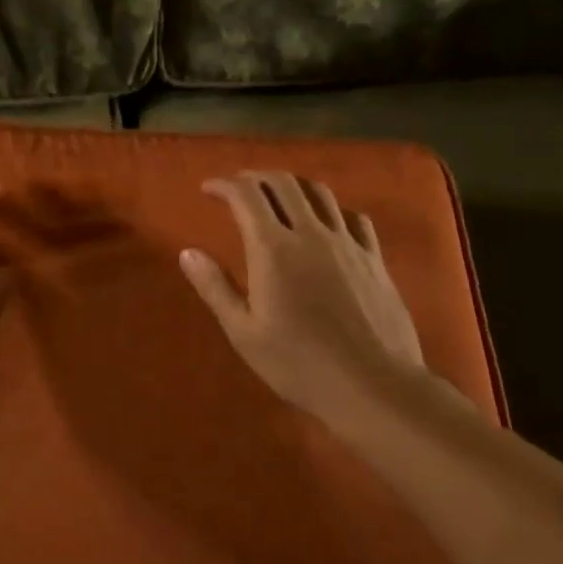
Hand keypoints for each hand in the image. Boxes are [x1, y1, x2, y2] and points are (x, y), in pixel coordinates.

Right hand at [180, 171, 431, 426]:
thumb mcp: (244, 332)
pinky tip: (327, 222)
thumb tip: (187, 253)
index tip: (208, 189)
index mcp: (273, 249)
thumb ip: (215, 287)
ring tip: (279, 196)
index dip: (224, 185)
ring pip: (320, 193)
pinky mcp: (374, 259)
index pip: (246, 196)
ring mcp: (348, 244)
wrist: (372, 386)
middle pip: (284, 184)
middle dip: (256, 177)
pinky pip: (354, 217)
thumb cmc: (299, 364)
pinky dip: (332, 209)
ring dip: (293, 185)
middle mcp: (311, 234)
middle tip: (239, 187)